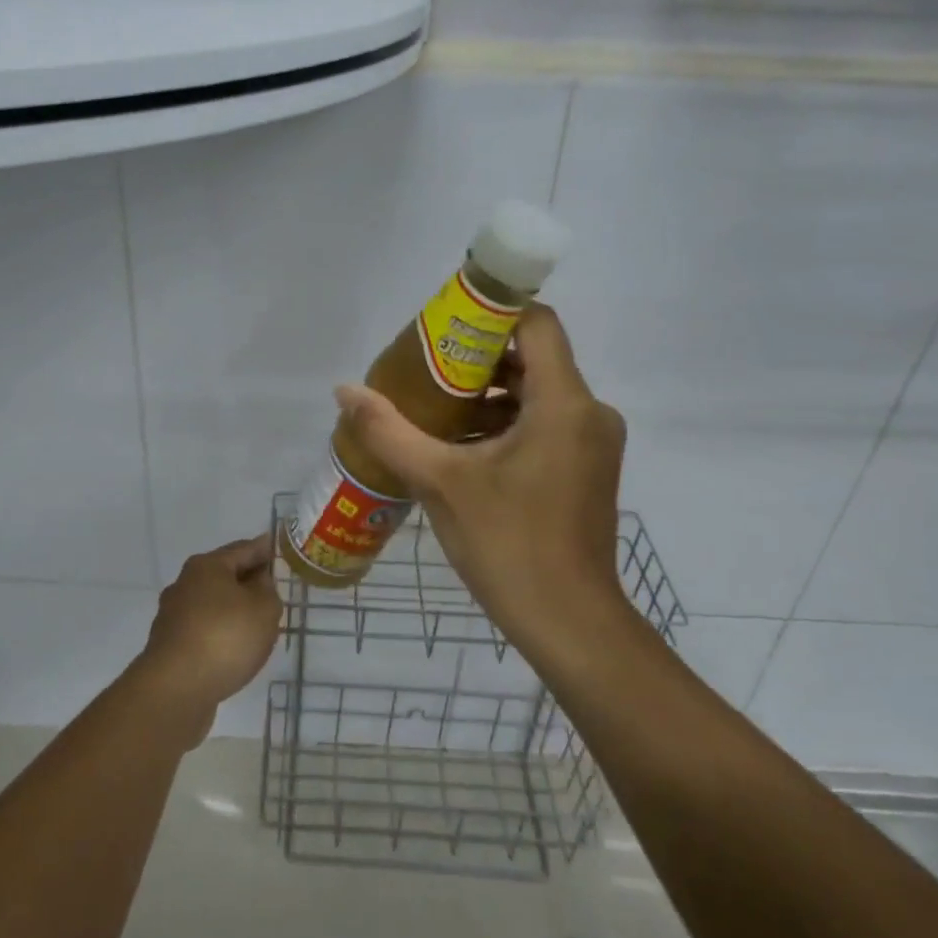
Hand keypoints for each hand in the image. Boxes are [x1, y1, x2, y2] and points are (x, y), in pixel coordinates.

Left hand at [131, 534, 282, 744]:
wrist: (175, 689)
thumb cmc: (225, 638)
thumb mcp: (264, 608)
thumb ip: (267, 590)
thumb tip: (256, 582)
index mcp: (207, 566)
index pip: (243, 549)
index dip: (264, 549)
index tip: (277, 548)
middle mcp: (185, 584)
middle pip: (223, 575)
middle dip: (247, 580)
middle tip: (272, 589)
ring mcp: (173, 616)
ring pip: (212, 604)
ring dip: (232, 610)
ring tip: (256, 623)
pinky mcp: (169, 646)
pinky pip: (203, 630)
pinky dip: (220, 633)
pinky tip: (233, 649)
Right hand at [333, 304, 626, 641]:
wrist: (569, 623)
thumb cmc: (508, 544)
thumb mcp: (439, 483)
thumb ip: (389, 431)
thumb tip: (344, 390)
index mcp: (564, 403)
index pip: (536, 323)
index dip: (490, 314)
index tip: (443, 329)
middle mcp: (589, 412)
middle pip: (534, 358)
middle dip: (477, 359)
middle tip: (424, 370)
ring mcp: (592, 443)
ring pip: (538, 393)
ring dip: (489, 395)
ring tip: (433, 410)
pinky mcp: (587, 469)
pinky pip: (546, 424)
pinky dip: (506, 423)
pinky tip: (461, 448)